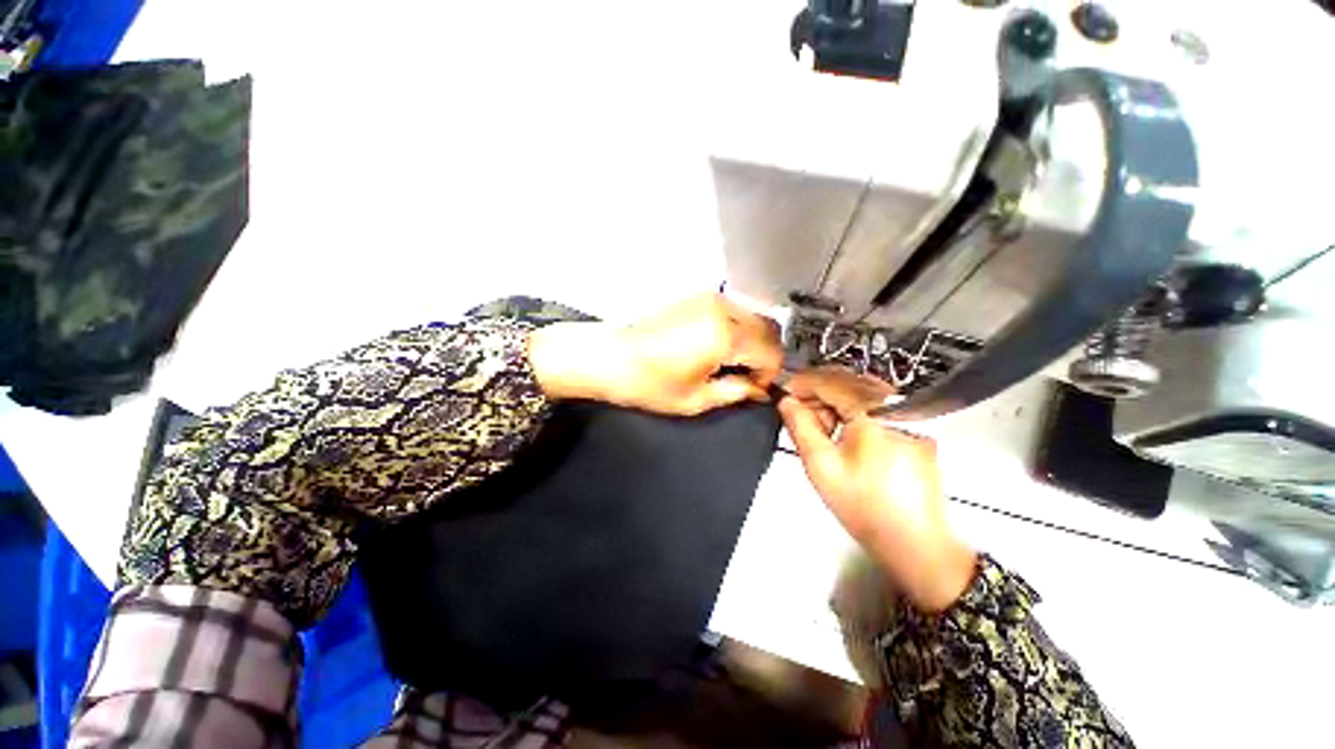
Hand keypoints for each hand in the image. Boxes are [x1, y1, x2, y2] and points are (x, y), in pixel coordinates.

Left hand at [529, 293, 783, 415]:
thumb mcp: (695, 399)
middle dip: (764, 355)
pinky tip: (718, 346)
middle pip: (767, 330)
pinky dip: (736, 328)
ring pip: (752, 317)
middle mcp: (722, 310)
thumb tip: (757, 390)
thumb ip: (735, 393)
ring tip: (731, 362)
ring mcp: (709, 298)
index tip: (755, 388)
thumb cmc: (647, 382)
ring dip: (751, 340)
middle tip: (747, 376)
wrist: (609, 356)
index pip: (770, 352)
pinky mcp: (696, 296)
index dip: (769, 374)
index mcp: (724, 336)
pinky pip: (732, 310)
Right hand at [777, 367, 977, 611]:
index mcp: (873, 413)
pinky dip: (858, 418)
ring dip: (838, 408)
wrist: (915, 544)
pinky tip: (848, 442)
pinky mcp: (920, 436)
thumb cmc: (865, 507)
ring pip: (865, 399)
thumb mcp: (820, 465)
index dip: (804, 384)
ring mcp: (913, 422)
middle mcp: (898, 410)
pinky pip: (881, 413)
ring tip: (824, 434)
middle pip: (850, 387)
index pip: (832, 382)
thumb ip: (800, 427)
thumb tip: (787, 402)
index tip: (787, 392)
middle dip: (820, 397)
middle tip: (801, 417)